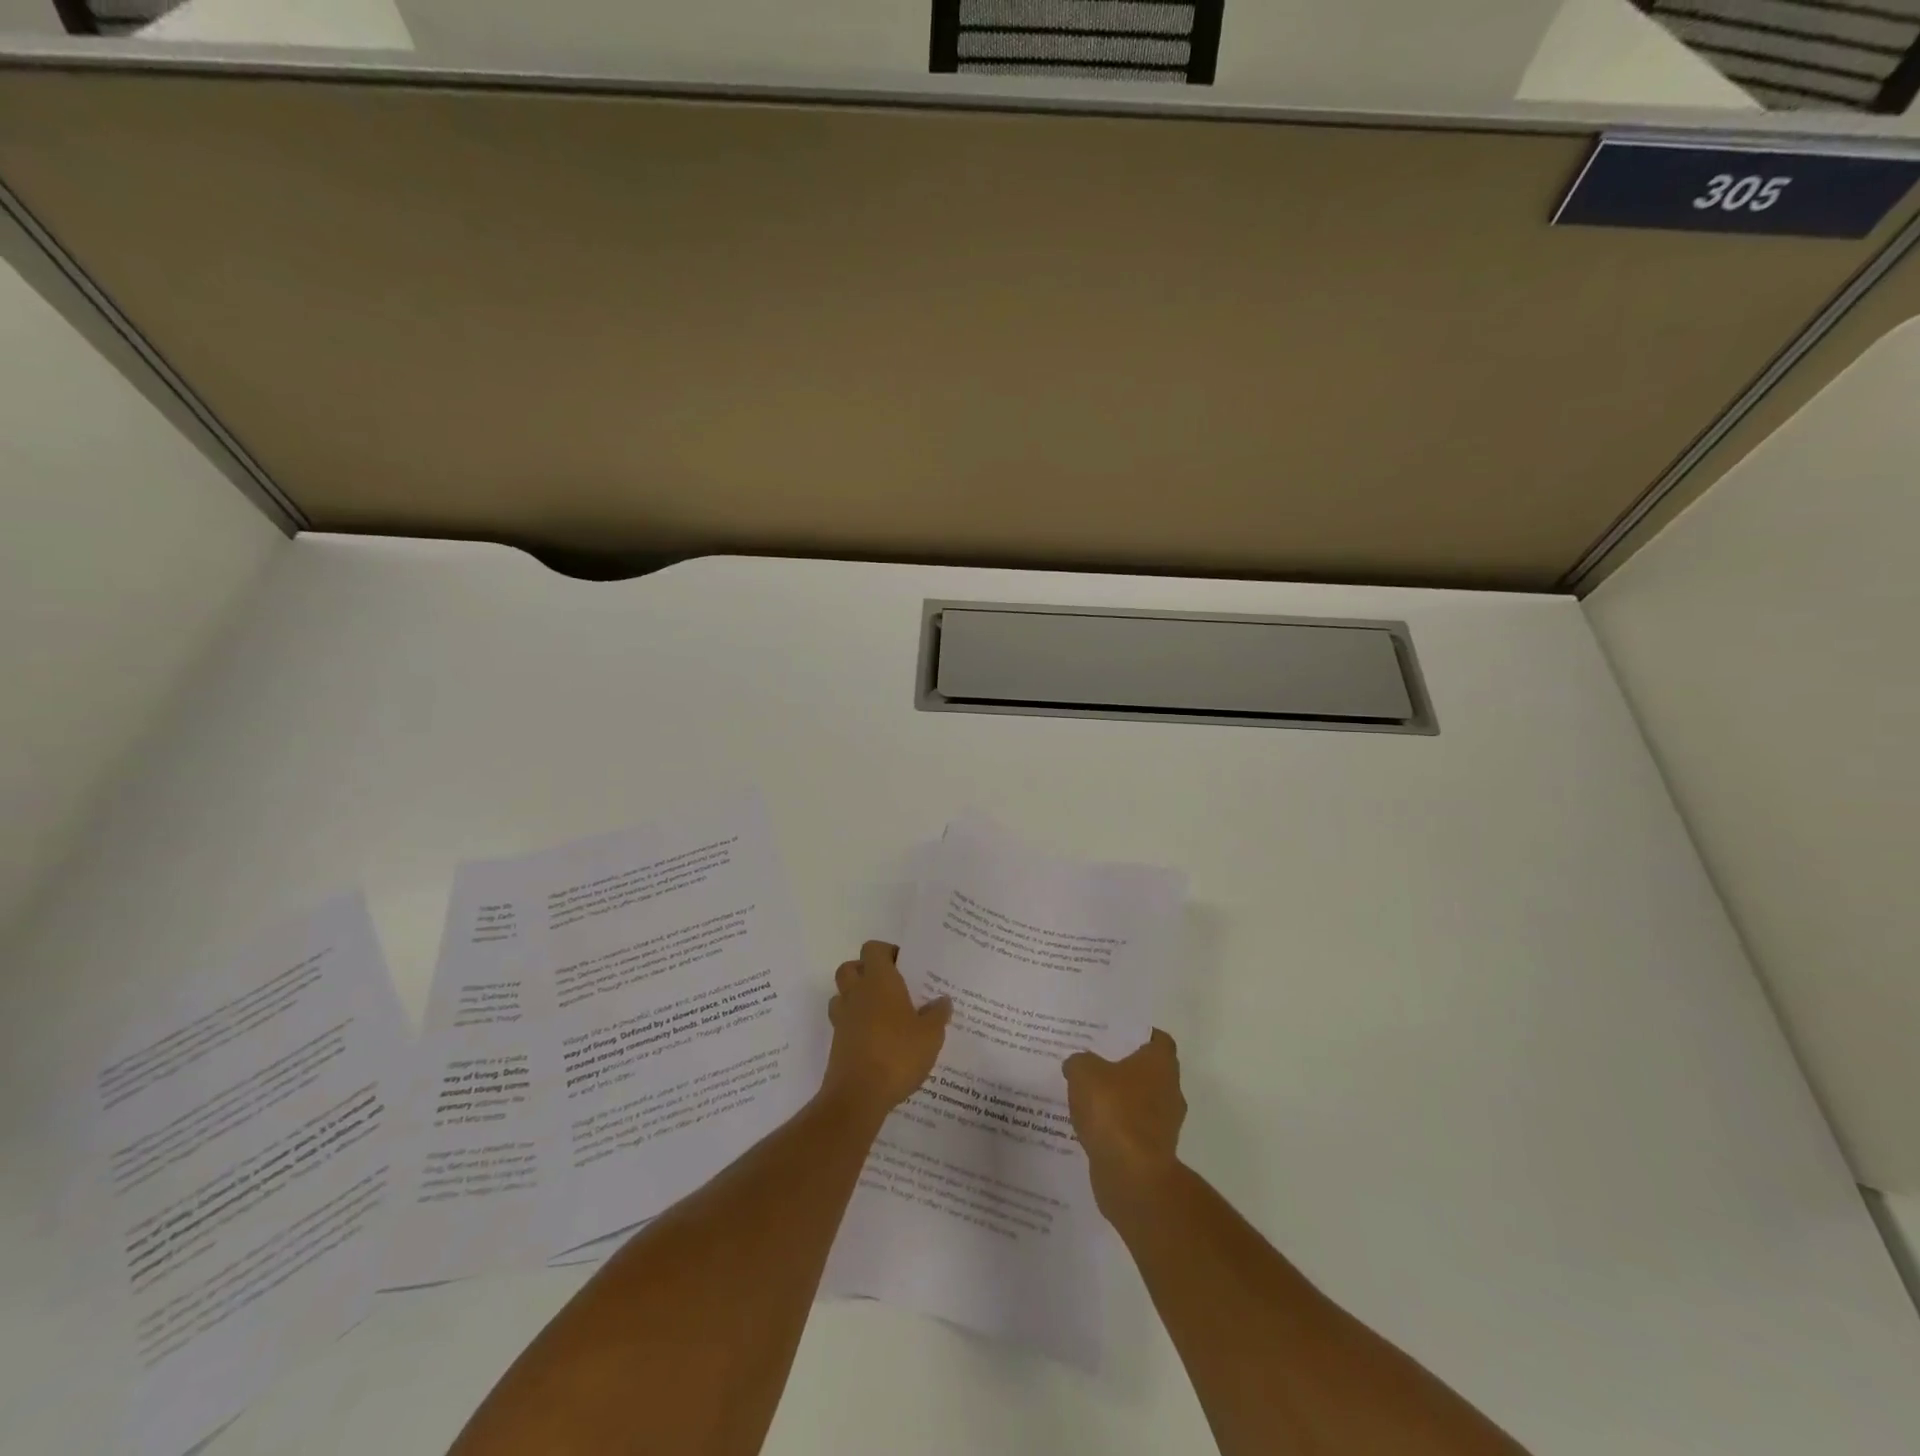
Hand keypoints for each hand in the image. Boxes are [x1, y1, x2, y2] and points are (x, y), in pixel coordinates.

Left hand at [823, 941, 949, 1118]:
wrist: (858, 1096)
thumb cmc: (897, 1054)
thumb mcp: (930, 1035)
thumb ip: (938, 1014)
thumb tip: (942, 1000)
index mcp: (879, 981)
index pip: (873, 949)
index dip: (887, 952)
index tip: (906, 966)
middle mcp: (856, 993)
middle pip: (851, 967)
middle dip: (867, 972)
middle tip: (892, 987)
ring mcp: (843, 1018)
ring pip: (843, 994)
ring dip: (858, 997)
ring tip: (883, 1013)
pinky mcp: (837, 1043)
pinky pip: (844, 1022)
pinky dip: (856, 1024)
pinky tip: (877, 1040)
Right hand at [1063, 1029, 1186, 1220]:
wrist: (1132, 1176)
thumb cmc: (1113, 1111)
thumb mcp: (1084, 1072)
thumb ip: (1079, 1062)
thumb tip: (1077, 1064)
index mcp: (1161, 1063)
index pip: (1157, 1039)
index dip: (1137, 1035)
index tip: (1114, 1035)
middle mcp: (1171, 1090)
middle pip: (1148, 1071)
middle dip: (1124, 1068)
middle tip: (1094, 1062)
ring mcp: (1165, 1125)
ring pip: (1140, 1102)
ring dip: (1119, 1101)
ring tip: (1086, 1096)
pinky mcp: (1154, 1153)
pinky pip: (1132, 1131)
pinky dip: (1116, 1128)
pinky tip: (1090, 1127)